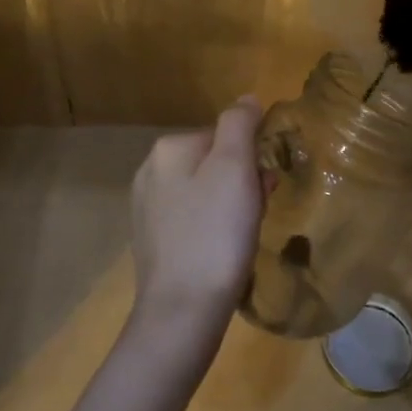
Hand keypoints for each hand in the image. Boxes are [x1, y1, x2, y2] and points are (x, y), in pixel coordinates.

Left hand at [128, 97, 264, 354]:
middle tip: (258, 211)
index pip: (223, 134)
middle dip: (241, 182)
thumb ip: (240, 124)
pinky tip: (224, 251)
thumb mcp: (234, 167)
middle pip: (213, 162)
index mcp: (168, 148)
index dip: (251, 158)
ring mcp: (147, 208)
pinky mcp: (152, 241)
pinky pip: (193, 220)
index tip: (264, 185)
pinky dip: (213, 228)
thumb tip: (246, 99)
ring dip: (231, 204)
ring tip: (244, 235)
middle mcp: (150, 171)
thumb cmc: (215, 233)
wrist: (183, 311)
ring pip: (204, 191)